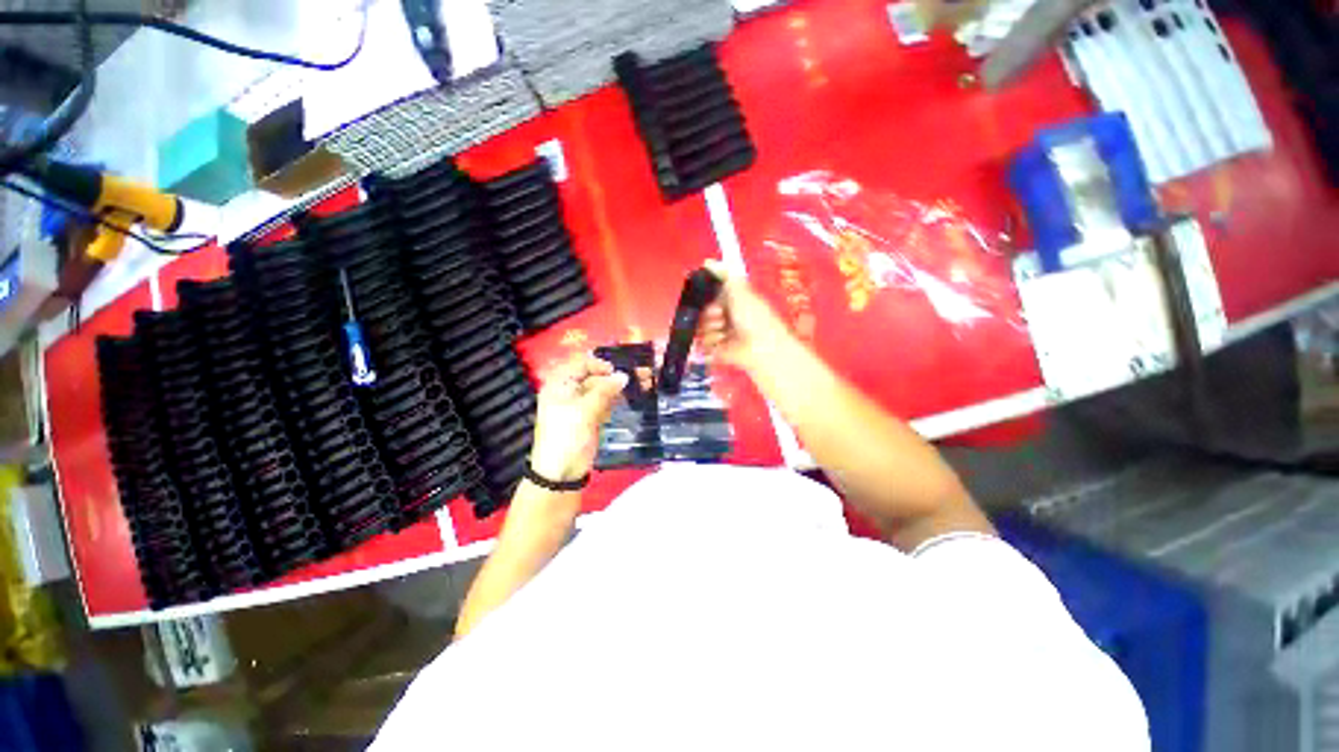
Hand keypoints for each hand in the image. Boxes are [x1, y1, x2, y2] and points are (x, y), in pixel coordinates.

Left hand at [529, 353, 628, 482]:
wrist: (561, 473)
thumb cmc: (566, 436)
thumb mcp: (584, 411)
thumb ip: (604, 391)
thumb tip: (624, 376)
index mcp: (560, 384)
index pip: (581, 364)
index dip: (600, 364)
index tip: (617, 370)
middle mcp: (569, 390)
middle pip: (594, 376)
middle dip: (615, 376)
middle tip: (640, 375)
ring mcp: (581, 404)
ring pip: (602, 389)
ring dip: (620, 387)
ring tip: (643, 383)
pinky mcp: (591, 416)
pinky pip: (605, 402)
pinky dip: (617, 399)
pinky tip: (632, 397)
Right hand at [697, 260, 794, 373]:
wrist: (761, 347)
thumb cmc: (754, 316)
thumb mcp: (741, 290)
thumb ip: (724, 274)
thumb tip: (707, 261)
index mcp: (733, 300)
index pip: (710, 294)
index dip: (706, 294)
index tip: (707, 293)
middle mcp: (725, 316)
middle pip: (702, 311)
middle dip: (708, 312)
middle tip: (720, 315)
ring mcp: (720, 333)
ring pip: (700, 327)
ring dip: (709, 328)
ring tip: (722, 331)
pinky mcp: (716, 349)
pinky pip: (702, 343)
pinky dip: (711, 341)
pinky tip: (721, 341)